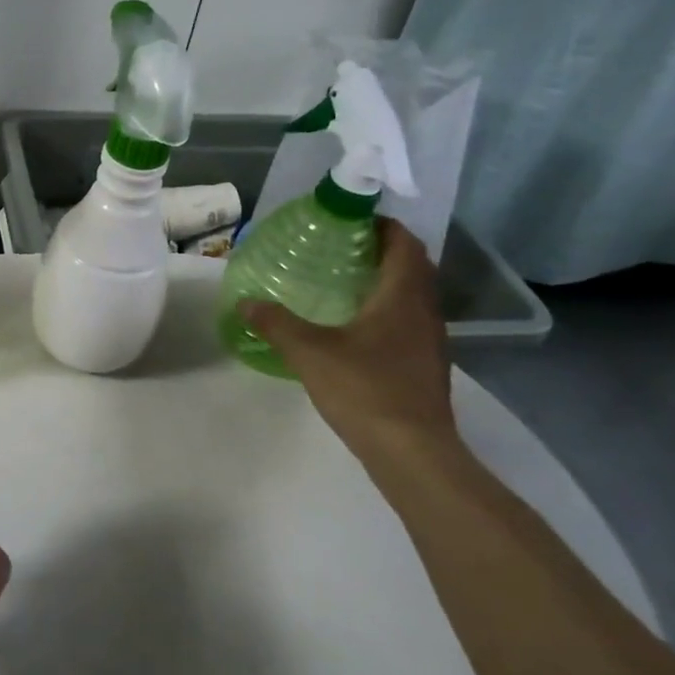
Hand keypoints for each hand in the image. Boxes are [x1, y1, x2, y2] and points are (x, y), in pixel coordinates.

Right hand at [240, 219, 459, 472]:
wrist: (413, 453)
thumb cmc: (365, 389)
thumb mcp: (309, 352)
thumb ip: (276, 323)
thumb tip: (245, 302)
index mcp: (402, 296)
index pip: (404, 244)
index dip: (382, 226)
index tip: (349, 221)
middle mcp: (424, 312)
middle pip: (411, 267)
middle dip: (379, 251)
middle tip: (337, 249)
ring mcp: (429, 341)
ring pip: (411, 296)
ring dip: (383, 282)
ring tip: (339, 283)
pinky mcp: (425, 366)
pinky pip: (407, 322)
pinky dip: (384, 311)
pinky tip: (352, 327)